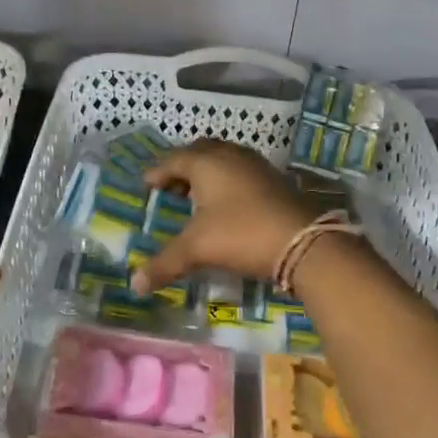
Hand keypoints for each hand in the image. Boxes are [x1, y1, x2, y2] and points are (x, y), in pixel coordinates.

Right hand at [130, 139, 318, 292]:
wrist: (303, 241)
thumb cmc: (241, 234)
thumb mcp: (198, 249)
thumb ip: (164, 263)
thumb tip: (134, 285)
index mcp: (206, 162)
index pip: (173, 160)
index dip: (157, 173)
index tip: (146, 185)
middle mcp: (229, 155)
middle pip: (199, 152)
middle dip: (182, 167)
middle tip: (170, 186)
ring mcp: (255, 164)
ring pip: (223, 159)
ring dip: (206, 172)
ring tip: (196, 194)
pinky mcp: (273, 178)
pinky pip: (240, 171)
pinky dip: (226, 180)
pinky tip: (227, 203)